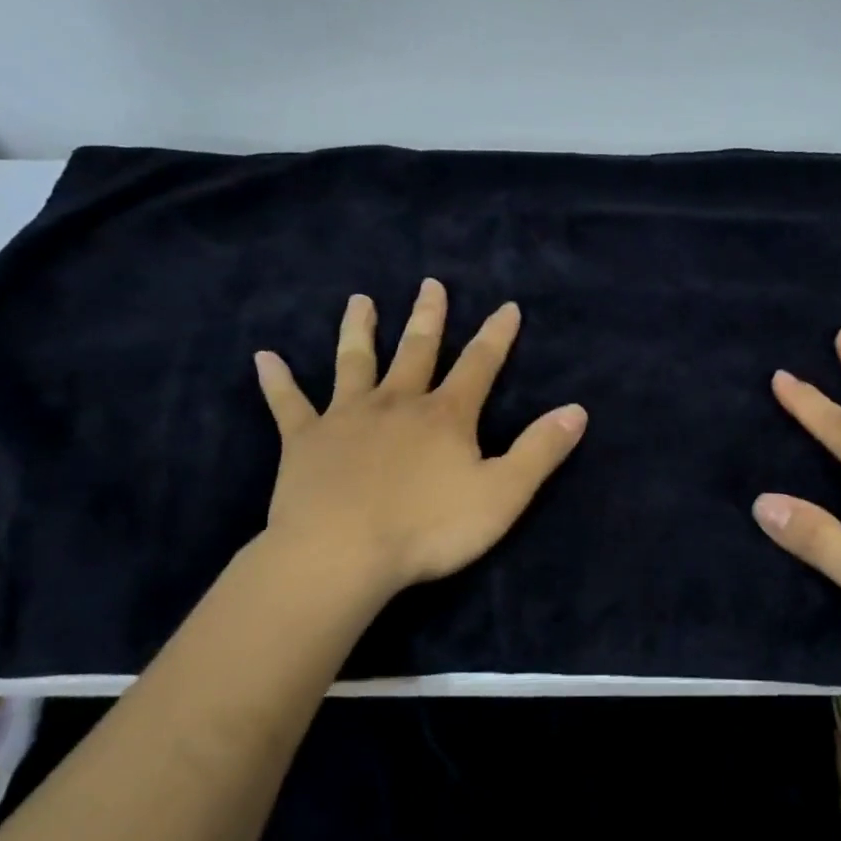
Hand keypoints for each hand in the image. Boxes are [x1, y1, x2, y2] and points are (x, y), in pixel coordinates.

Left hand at [251, 278, 586, 602]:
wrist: (341, 555)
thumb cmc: (428, 529)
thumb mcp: (503, 494)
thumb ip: (540, 451)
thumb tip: (577, 410)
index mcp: (446, 416)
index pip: (480, 365)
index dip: (497, 336)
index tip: (507, 306)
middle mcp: (398, 403)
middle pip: (416, 351)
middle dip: (428, 318)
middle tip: (431, 284)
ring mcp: (347, 417)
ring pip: (354, 362)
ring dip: (360, 330)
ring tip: (360, 300)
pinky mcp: (304, 440)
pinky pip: (288, 404)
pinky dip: (277, 381)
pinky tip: (264, 358)